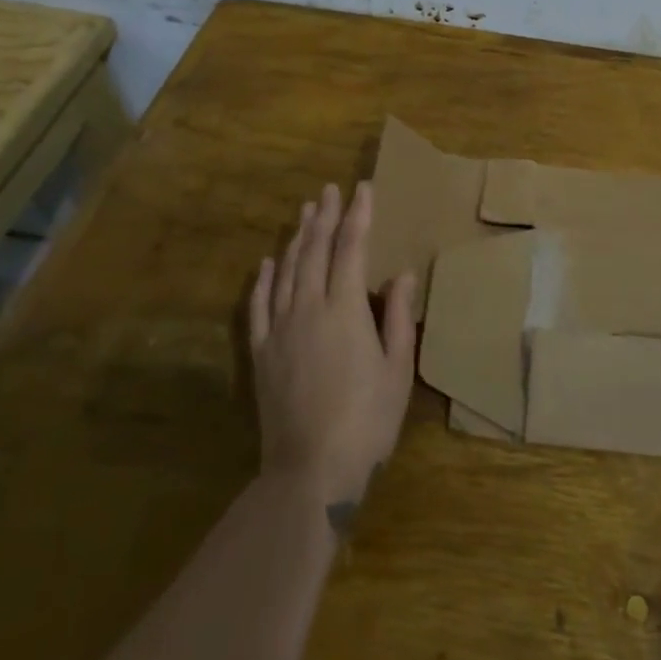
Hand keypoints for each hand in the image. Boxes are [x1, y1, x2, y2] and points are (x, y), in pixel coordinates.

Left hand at [250, 181, 417, 525]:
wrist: (310, 471)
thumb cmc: (367, 420)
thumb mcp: (397, 369)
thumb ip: (397, 316)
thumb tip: (401, 274)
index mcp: (345, 308)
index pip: (351, 247)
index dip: (358, 215)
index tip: (362, 188)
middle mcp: (308, 307)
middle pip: (315, 250)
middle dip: (324, 216)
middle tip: (329, 190)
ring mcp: (280, 329)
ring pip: (287, 270)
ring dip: (297, 238)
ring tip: (305, 213)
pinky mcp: (262, 353)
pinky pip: (260, 305)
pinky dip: (265, 278)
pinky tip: (269, 262)